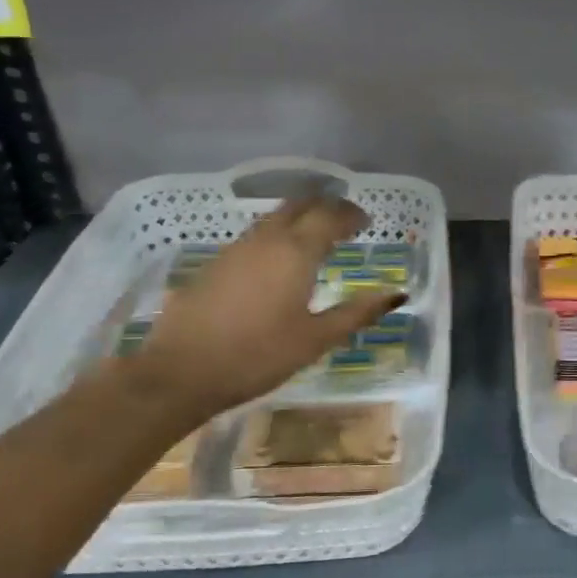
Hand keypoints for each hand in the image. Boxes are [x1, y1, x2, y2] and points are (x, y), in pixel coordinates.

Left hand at [127, 194, 403, 422]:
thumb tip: (396, 295)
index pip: (330, 217)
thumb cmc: (258, 355)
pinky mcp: (214, 264)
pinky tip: (277, 261)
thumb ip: (357, 313)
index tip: (366, 222)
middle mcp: (266, 239)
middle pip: (299, 205)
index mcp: (296, 252)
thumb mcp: (316, 339)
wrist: (180, 372)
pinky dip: (276, 235)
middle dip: (325, 206)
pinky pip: (255, 237)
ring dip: (298, 218)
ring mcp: (235, 249)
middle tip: (344, 220)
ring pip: (273, 218)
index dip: (351, 215)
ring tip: (315, 237)